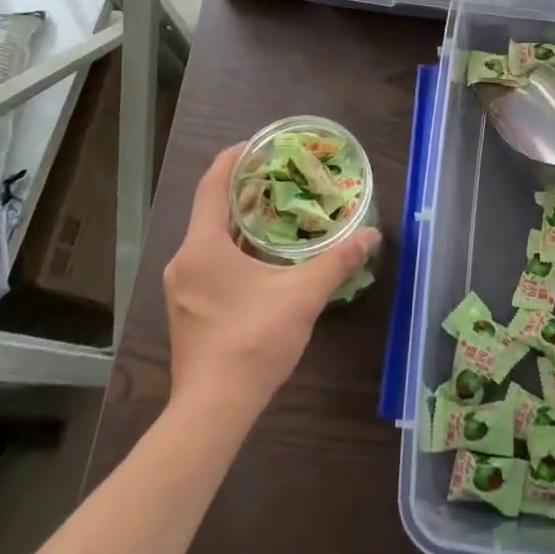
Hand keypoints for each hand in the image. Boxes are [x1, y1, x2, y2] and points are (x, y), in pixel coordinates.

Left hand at [165, 144, 380, 413]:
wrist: (214, 410)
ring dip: (241, 221)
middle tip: (280, 174)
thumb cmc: (253, 341)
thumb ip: (337, 261)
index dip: (233, 159)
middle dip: (244, 189)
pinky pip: (210, 261)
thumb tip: (372, 235)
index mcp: (203, 247)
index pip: (212, 185)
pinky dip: (235, 248)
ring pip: (210, 238)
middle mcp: (185, 260)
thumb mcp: (303, 295)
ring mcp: (182, 287)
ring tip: (278, 209)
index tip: (258, 143)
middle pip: (211, 209)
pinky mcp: (189, 309)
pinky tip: (264, 256)